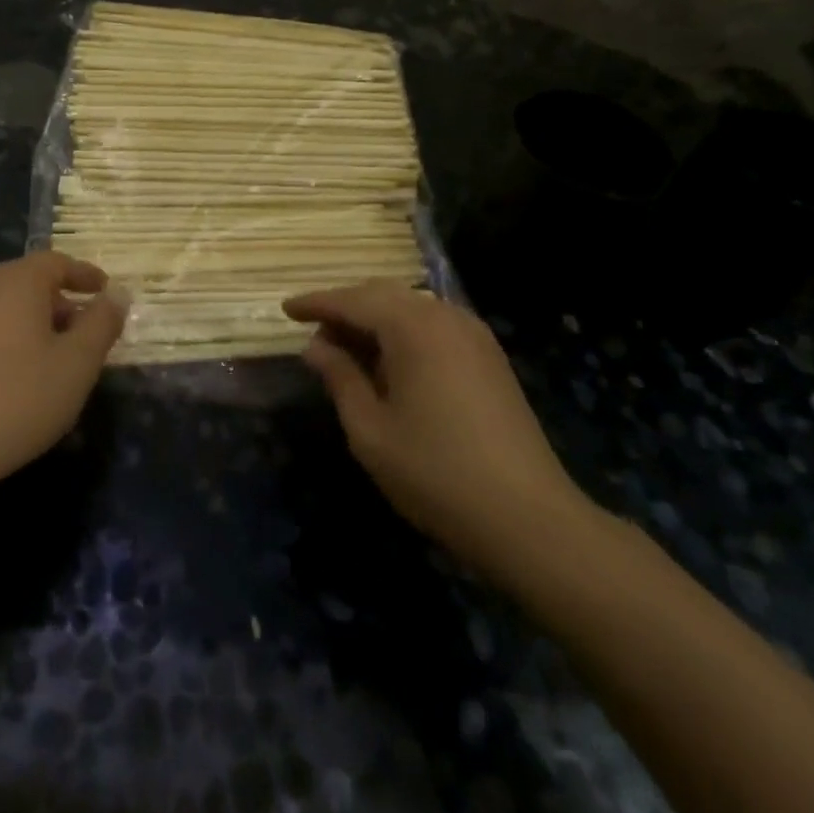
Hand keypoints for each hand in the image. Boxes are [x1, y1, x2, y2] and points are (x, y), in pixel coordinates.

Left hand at [0, 251, 125, 494]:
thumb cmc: (20, 398)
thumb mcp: (78, 363)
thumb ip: (102, 323)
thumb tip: (118, 294)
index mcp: (16, 283)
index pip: (56, 262)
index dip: (84, 274)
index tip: (105, 291)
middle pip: (28, 283)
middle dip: (62, 302)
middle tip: (87, 330)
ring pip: (5, 309)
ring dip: (35, 324)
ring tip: (56, 358)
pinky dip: (10, 342)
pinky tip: (17, 378)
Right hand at [284, 281, 595, 589]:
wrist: (528, 517)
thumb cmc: (435, 472)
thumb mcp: (370, 429)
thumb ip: (340, 378)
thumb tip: (316, 347)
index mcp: (412, 327)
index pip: (352, 300)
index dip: (316, 303)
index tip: (285, 309)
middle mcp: (445, 317)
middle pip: (383, 295)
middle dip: (345, 308)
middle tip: (315, 336)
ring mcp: (474, 335)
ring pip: (411, 308)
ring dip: (375, 320)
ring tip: (347, 352)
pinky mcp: (490, 357)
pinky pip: (434, 326)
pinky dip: (403, 333)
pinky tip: (390, 364)